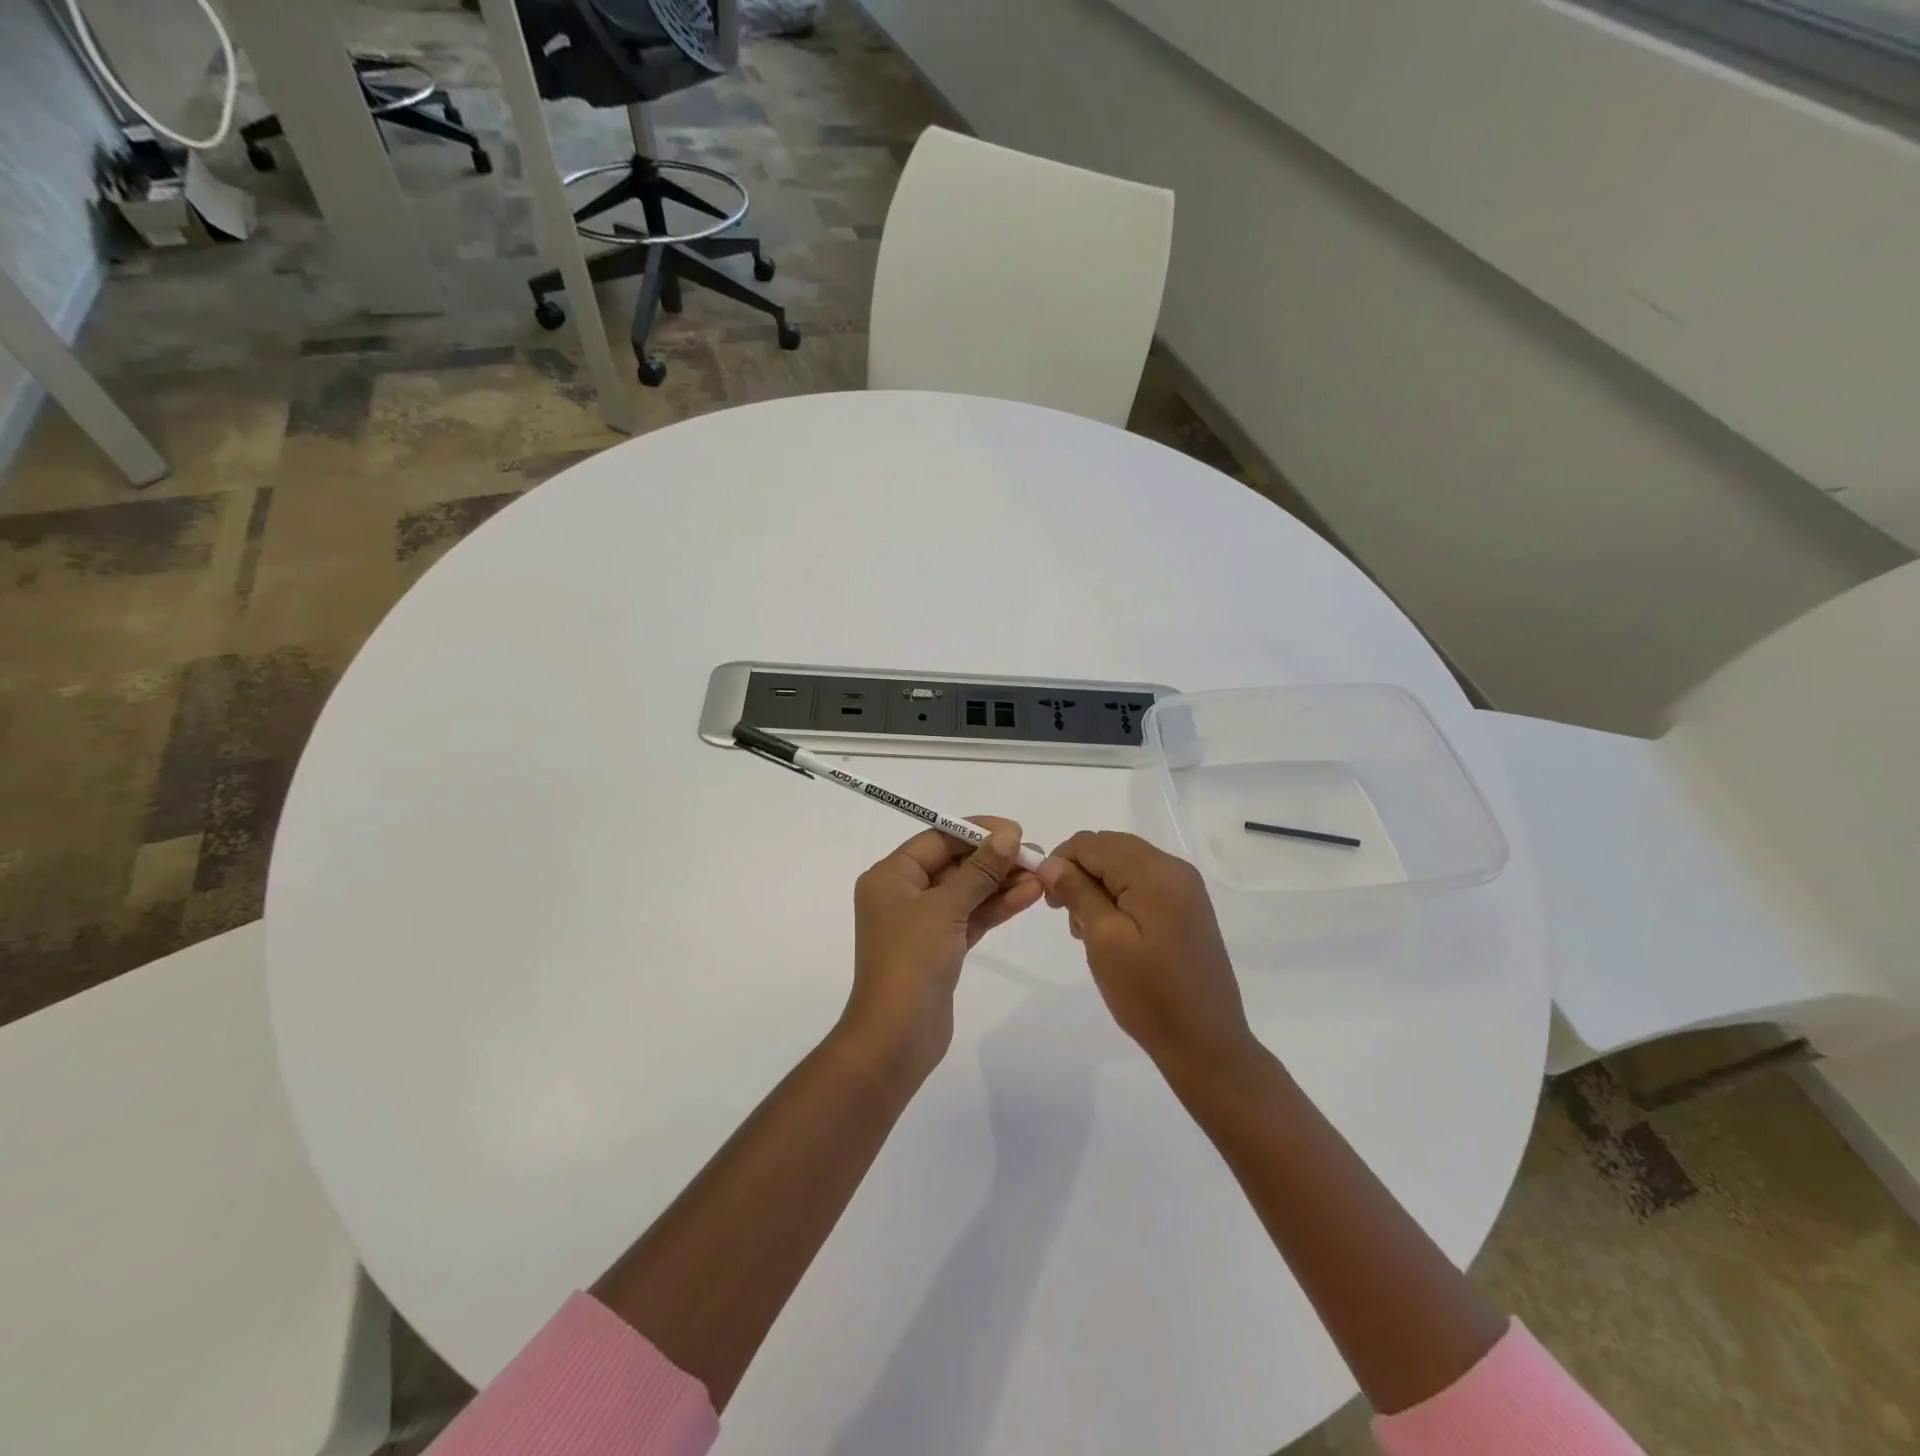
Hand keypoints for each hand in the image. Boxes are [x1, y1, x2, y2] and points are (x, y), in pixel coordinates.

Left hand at [842, 818, 1043, 1083]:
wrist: (896, 1038)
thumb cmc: (911, 961)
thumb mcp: (945, 908)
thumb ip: (979, 870)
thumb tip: (1008, 835)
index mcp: (891, 876)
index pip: (937, 839)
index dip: (976, 831)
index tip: (1015, 831)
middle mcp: (903, 894)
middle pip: (954, 864)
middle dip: (994, 859)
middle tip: (1036, 855)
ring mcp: (923, 923)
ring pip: (967, 892)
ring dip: (1002, 883)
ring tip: (1042, 874)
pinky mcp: (941, 948)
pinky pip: (971, 917)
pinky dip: (997, 907)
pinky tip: (1029, 895)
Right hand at [1036, 831, 1256, 1074]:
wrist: (1205, 1044)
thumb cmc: (1149, 994)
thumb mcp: (1103, 940)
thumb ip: (1077, 892)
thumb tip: (1050, 862)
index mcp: (1155, 872)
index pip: (1092, 843)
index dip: (1060, 861)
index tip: (1047, 899)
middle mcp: (1174, 869)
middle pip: (1110, 848)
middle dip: (1080, 872)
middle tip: (1064, 914)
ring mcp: (1185, 888)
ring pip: (1125, 864)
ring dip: (1097, 885)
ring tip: (1086, 929)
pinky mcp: (1188, 907)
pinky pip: (1143, 883)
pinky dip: (1119, 896)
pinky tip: (1111, 931)